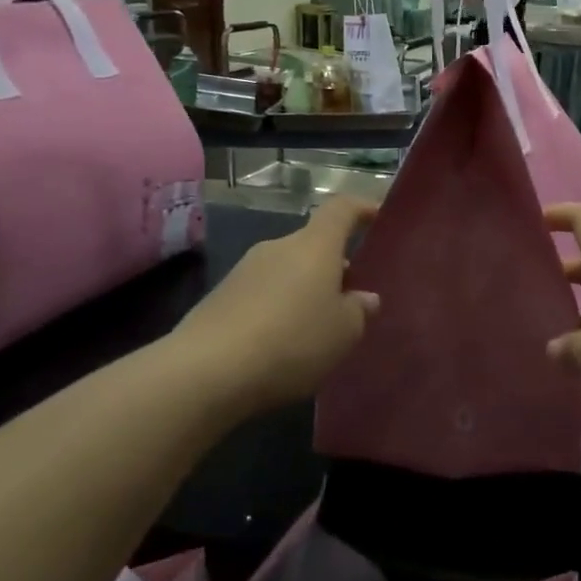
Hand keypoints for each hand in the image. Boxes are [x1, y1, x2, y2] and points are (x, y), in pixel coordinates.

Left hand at [173, 196, 379, 416]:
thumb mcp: (344, 332)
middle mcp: (278, 248)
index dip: (360, 208)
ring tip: (316, 326)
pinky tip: (281, 343)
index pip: (340, 210)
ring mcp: (244, 272)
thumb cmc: (292, 341)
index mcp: (314, 246)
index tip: (375, 216)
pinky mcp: (219, 299)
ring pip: (286, 271)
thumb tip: (364, 298)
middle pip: (312, 245)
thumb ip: (359, 311)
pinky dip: (278, 309)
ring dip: (304, 289)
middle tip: (350, 296)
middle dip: (332, 265)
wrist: (205, 372)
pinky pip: (262, 295)